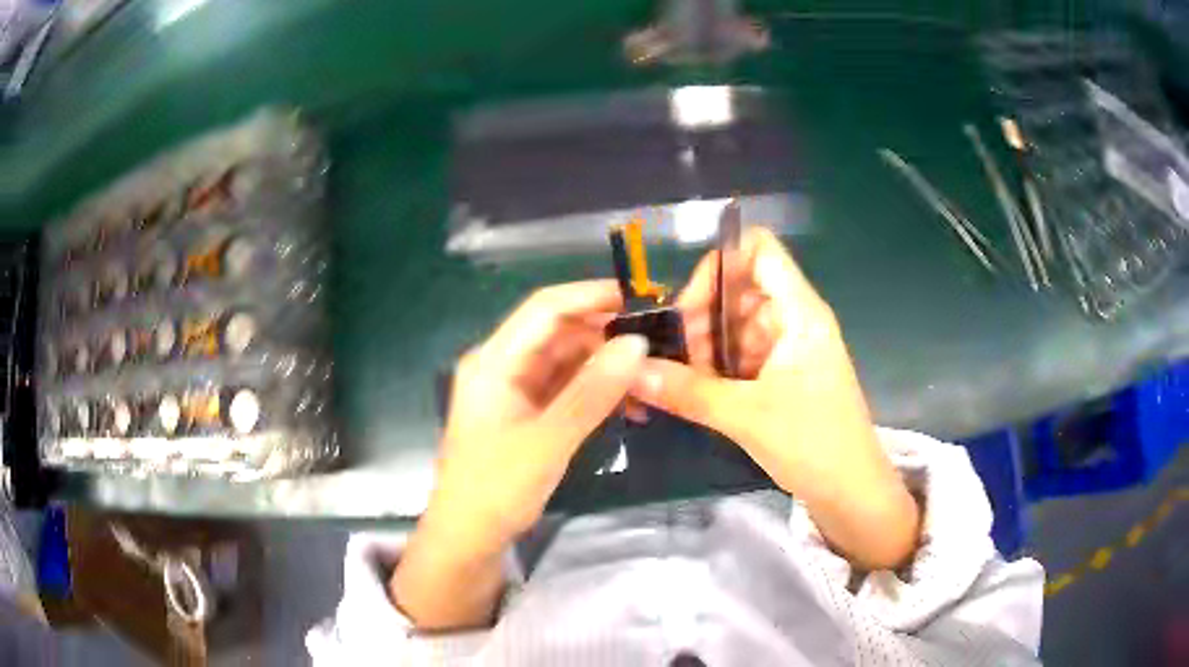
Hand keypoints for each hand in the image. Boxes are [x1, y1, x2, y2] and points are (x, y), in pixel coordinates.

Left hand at [392, 281, 647, 628]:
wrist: (468, 537)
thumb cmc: (497, 488)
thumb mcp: (549, 440)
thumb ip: (592, 391)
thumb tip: (637, 343)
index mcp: (494, 361)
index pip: (545, 308)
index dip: (591, 295)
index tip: (640, 298)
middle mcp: (503, 365)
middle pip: (558, 332)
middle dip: (605, 334)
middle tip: (656, 343)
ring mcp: (515, 390)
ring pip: (567, 360)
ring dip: (605, 366)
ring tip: (649, 378)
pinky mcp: (527, 412)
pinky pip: (566, 388)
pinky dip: (596, 391)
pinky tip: (627, 403)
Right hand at [631, 228, 918, 568]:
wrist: (851, 492)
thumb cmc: (813, 444)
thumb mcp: (747, 416)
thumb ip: (687, 390)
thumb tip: (631, 371)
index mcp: (799, 312)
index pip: (759, 249)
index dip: (720, 264)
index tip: (689, 307)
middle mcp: (795, 320)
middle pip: (740, 289)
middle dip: (703, 316)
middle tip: (676, 357)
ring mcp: (790, 348)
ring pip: (737, 326)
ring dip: (707, 347)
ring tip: (682, 380)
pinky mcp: (785, 375)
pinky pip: (744, 355)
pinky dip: (719, 367)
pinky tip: (698, 392)